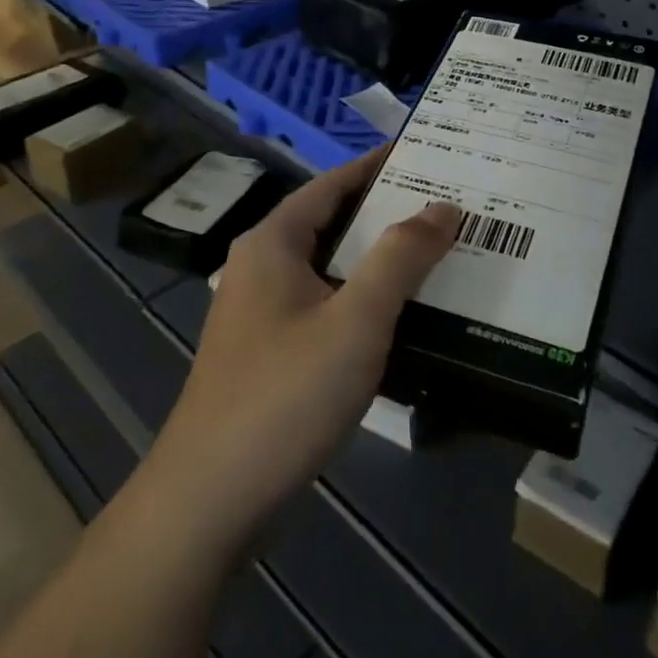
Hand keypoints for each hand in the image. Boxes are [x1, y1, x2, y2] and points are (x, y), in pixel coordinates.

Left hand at [144, 147, 460, 553]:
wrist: (209, 502)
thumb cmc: (284, 395)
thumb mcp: (356, 319)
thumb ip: (401, 257)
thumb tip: (443, 207)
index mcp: (272, 242)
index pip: (333, 183)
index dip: (378, 165)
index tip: (428, 155)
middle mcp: (262, 267)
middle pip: (333, 222)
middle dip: (387, 212)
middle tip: (447, 204)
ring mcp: (262, 313)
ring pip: (331, 267)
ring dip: (378, 258)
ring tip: (437, 251)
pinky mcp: (270, 353)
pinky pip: (326, 305)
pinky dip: (363, 297)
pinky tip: (401, 314)